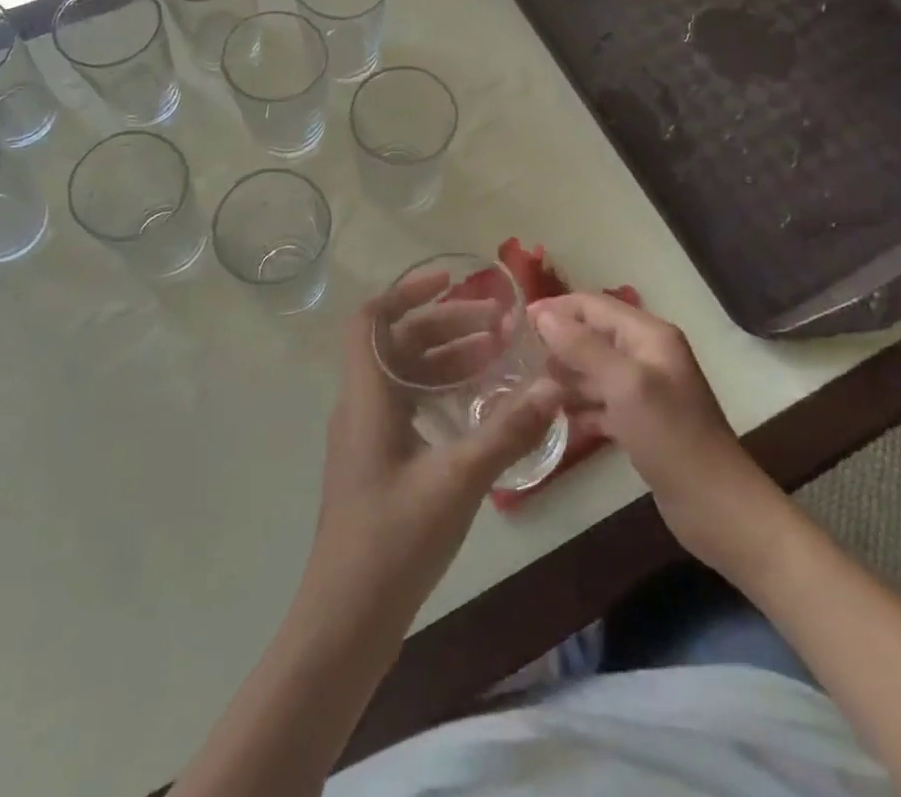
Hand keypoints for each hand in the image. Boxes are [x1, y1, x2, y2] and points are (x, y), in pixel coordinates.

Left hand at [303, 274, 563, 619]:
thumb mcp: (458, 479)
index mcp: (367, 395)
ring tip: (494, 356)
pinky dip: (439, 391)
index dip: (406, 292)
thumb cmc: (395, 539)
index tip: (450, 282)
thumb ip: (507, 431)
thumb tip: (553, 386)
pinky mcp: (377, 461)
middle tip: (495, 324)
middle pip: (397, 343)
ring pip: (404, 375)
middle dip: (444, 325)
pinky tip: (475, 405)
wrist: (347, 618)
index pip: (370, 319)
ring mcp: (367, 434)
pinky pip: (406, 405)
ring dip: (444, 358)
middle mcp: (361, 404)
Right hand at [531, 292, 776, 562]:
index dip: (556, 308)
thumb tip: (543, 315)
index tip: (517, 321)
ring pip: (594, 370)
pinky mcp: (640, 422)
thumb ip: (583, 347)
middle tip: (516, 357)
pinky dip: (578, 407)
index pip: (594, 305)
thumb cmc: (672, 438)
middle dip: (556, 342)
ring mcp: (644, 390)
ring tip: (526, 388)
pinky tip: (552, 420)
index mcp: (649, 335)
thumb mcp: (625, 385)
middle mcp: (647, 355)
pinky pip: (601, 402)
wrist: (719, 509)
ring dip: (564, 376)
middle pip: (592, 335)